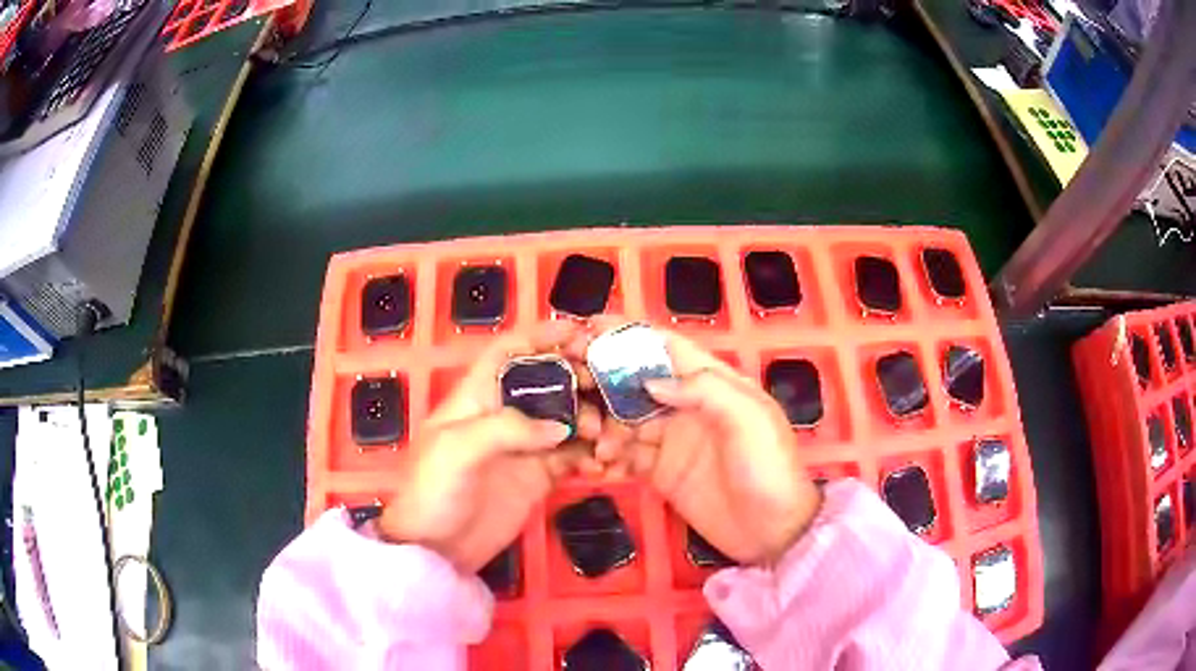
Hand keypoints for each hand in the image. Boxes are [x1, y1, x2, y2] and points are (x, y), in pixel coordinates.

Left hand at [377, 321, 601, 571]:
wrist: (435, 550)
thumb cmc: (433, 491)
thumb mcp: (457, 450)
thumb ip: (507, 429)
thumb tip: (560, 426)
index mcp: (477, 397)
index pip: (510, 352)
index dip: (542, 336)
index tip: (581, 333)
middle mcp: (504, 414)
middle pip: (548, 381)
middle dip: (578, 378)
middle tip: (607, 389)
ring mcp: (524, 446)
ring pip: (566, 418)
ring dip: (591, 420)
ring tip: (606, 437)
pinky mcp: (538, 476)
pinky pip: (573, 456)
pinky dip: (592, 454)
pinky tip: (605, 461)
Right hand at [581, 321, 821, 564]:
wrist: (772, 531)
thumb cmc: (768, 468)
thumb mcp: (748, 418)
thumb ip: (703, 389)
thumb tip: (649, 380)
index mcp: (712, 383)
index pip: (665, 347)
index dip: (629, 335)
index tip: (588, 328)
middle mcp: (687, 405)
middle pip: (637, 381)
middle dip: (604, 380)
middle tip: (573, 389)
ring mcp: (671, 439)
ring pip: (625, 419)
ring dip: (604, 426)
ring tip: (597, 446)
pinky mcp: (660, 471)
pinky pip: (626, 455)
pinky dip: (609, 457)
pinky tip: (600, 467)